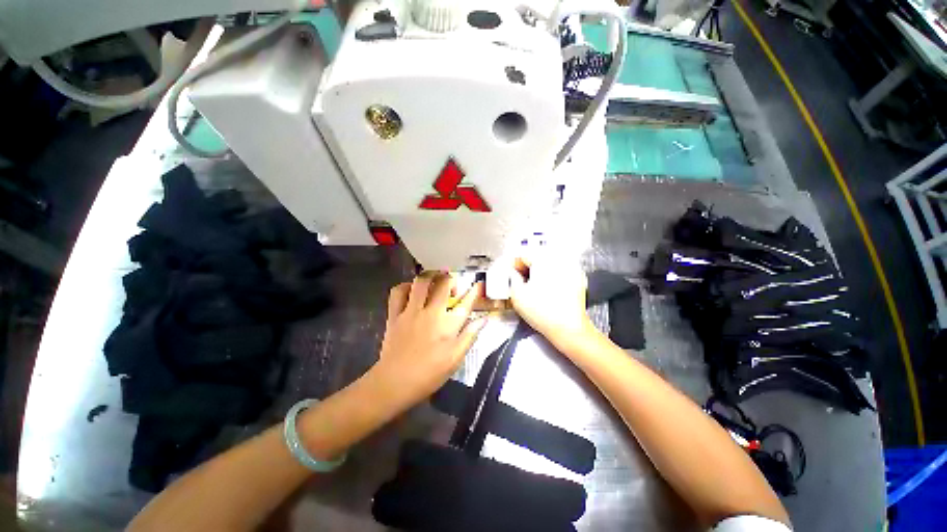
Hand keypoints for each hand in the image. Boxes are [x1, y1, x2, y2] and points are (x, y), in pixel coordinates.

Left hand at [372, 272, 485, 408]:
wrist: (394, 383)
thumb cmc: (429, 374)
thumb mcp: (455, 359)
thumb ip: (470, 336)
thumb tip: (484, 319)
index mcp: (447, 325)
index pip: (466, 302)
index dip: (474, 291)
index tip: (478, 284)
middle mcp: (431, 312)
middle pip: (443, 285)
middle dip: (451, 278)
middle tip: (453, 283)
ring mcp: (410, 311)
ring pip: (421, 282)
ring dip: (430, 276)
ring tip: (435, 279)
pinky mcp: (394, 315)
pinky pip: (398, 292)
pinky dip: (406, 286)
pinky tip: (411, 290)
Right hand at [510, 256, 594, 350]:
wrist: (568, 329)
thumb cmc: (543, 312)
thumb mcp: (517, 295)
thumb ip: (512, 278)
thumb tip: (514, 273)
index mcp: (543, 260)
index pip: (524, 255)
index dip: (515, 265)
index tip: (512, 273)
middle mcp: (559, 260)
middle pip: (537, 257)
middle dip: (528, 267)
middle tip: (521, 280)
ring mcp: (572, 269)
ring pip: (549, 264)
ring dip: (540, 271)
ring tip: (534, 286)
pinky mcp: (578, 279)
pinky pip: (560, 272)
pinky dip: (552, 277)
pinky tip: (548, 290)